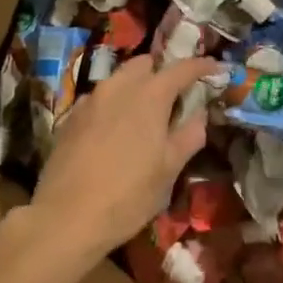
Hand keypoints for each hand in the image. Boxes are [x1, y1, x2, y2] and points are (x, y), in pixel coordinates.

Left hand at [28, 55, 216, 265]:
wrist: (65, 218)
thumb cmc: (128, 195)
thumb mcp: (169, 170)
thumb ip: (189, 135)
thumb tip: (199, 114)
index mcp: (150, 94)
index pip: (182, 68)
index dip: (202, 65)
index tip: (216, 67)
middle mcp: (119, 86)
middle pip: (146, 64)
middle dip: (163, 72)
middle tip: (174, 96)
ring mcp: (91, 99)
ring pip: (120, 78)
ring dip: (136, 86)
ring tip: (144, 114)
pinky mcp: (71, 116)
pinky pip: (99, 98)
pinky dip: (113, 104)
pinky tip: (114, 130)